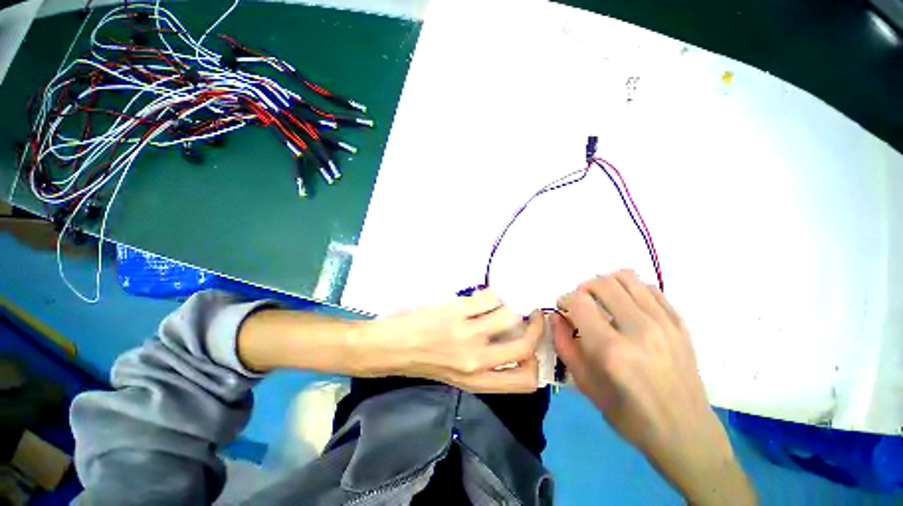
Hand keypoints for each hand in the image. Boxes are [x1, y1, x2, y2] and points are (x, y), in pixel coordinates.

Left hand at [366, 289, 543, 392]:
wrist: (387, 347)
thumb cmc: (419, 362)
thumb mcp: (455, 376)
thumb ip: (484, 366)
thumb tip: (510, 345)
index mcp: (476, 381)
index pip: (524, 381)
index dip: (537, 361)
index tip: (534, 342)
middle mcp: (476, 360)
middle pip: (525, 345)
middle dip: (536, 326)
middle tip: (533, 313)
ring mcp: (467, 333)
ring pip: (508, 314)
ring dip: (509, 305)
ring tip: (500, 302)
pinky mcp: (456, 311)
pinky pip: (488, 297)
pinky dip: (491, 294)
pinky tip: (482, 295)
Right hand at [552, 270, 754, 504]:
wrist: (685, 431)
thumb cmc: (628, 414)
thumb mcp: (585, 384)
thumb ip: (564, 345)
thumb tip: (556, 316)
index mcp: (611, 350)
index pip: (579, 302)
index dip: (565, 299)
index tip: (564, 308)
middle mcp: (639, 329)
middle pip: (602, 283)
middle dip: (583, 289)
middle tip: (581, 304)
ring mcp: (664, 323)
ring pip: (626, 278)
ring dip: (606, 283)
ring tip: (602, 300)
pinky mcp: (680, 323)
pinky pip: (649, 288)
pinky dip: (631, 289)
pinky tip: (626, 306)